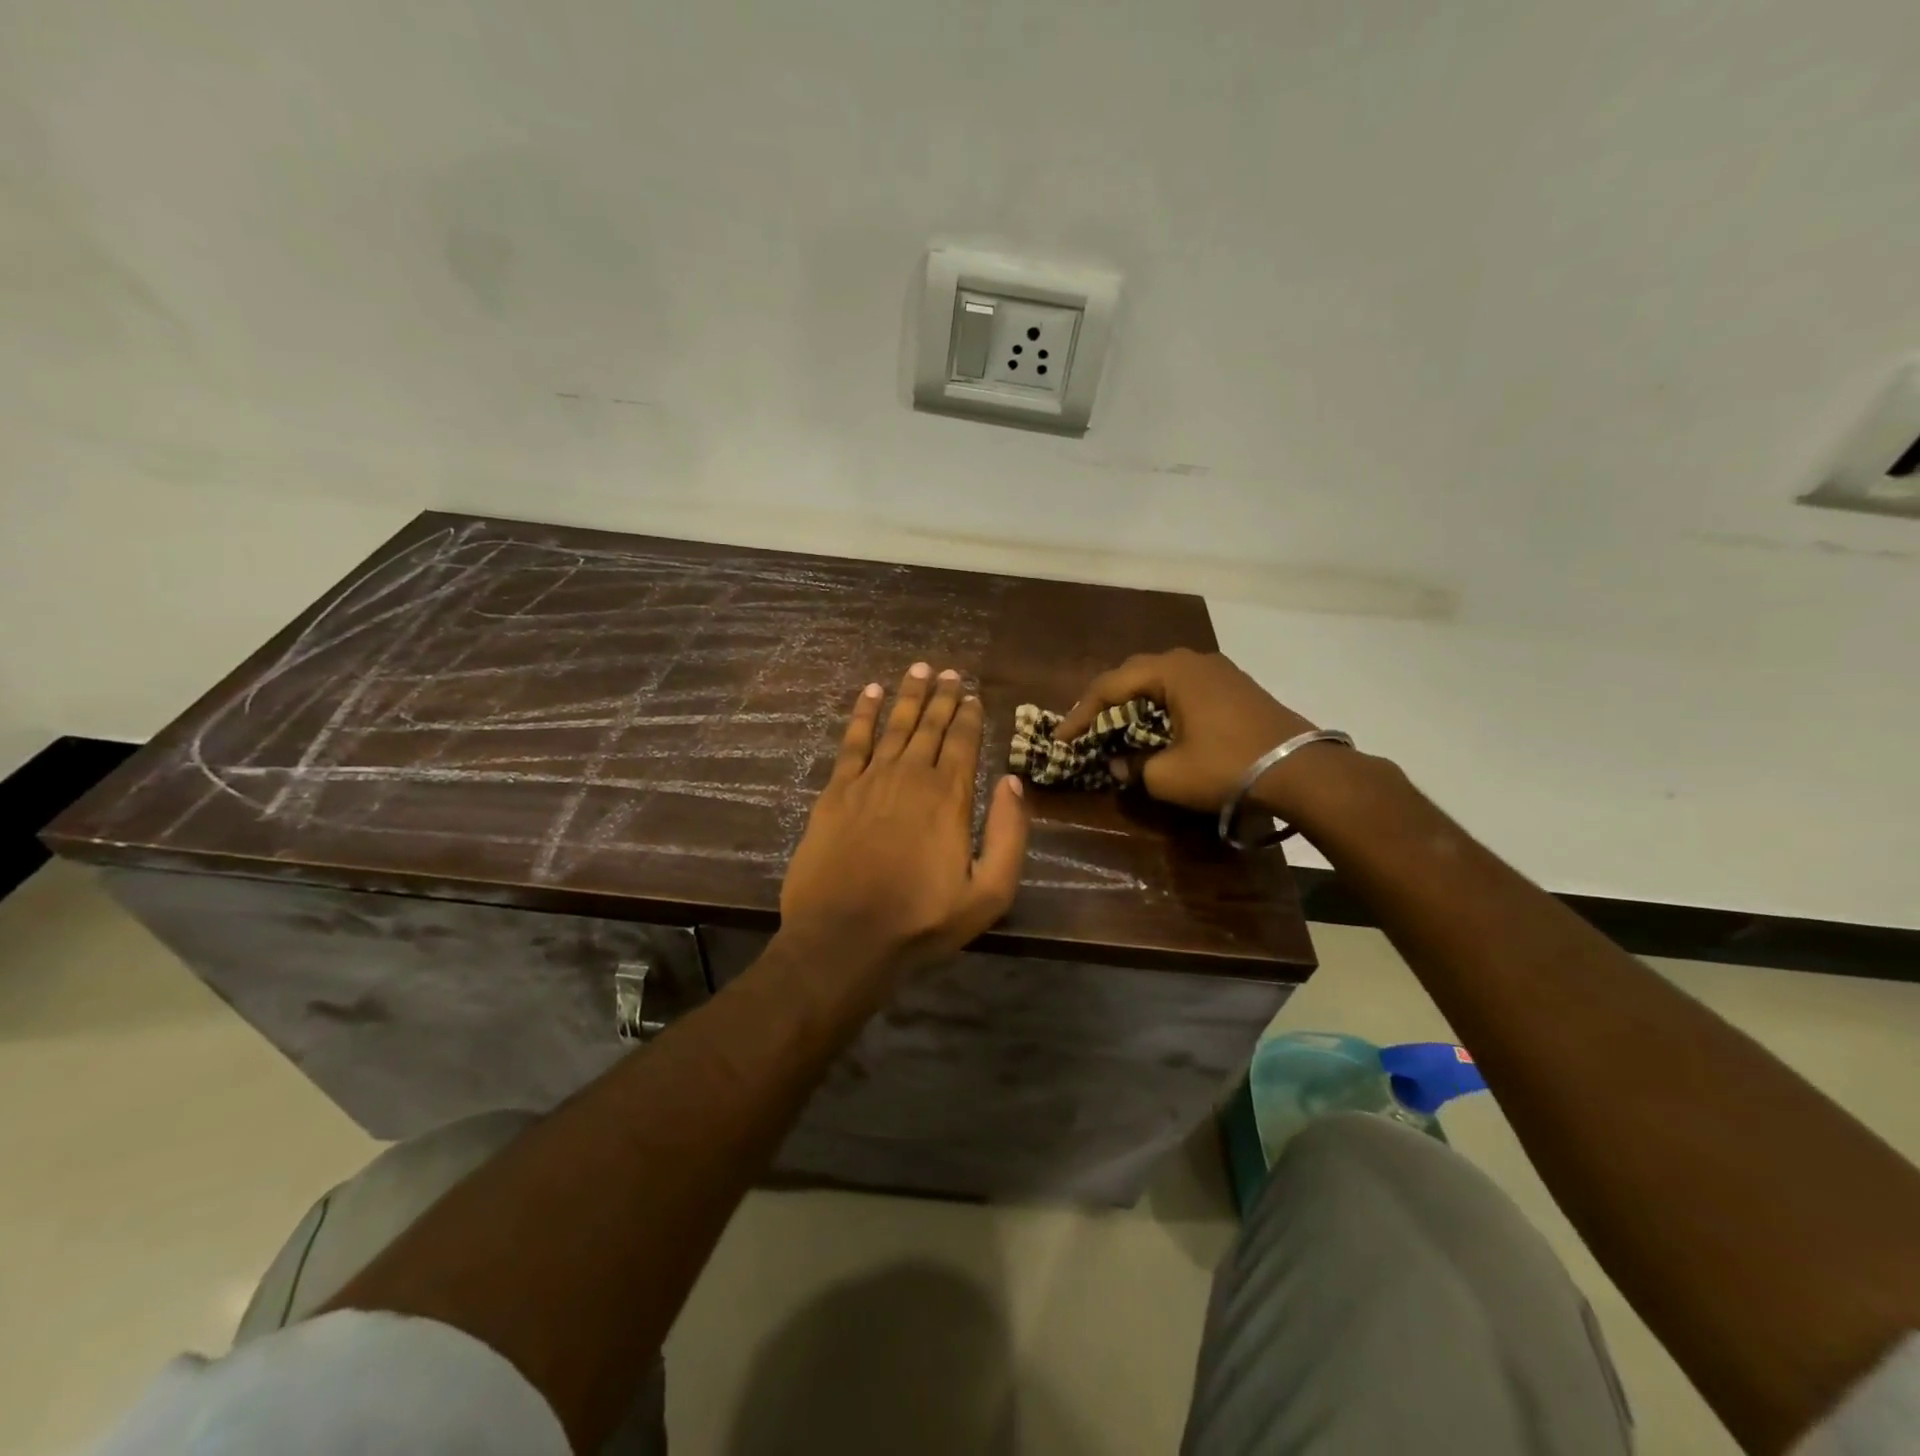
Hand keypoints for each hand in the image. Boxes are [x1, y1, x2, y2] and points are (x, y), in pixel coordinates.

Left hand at [780, 663, 1029, 985]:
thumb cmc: (921, 921)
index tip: (973, 695)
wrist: (844, 937)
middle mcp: (912, 776)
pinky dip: (863, 713)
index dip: (970, 715)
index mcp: (950, 796)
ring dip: (909, 695)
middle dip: (943, 696)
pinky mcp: (836, 791)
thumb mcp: (988, 893)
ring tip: (919, 669)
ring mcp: (870, 780)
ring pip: (895, 724)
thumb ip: (1010, 835)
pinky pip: (853, 740)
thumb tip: (1013, 782)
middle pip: (931, 725)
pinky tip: (871, 693)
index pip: (964, 742)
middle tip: (949, 672)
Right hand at [1053, 648, 1320, 812]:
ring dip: (1135, 702)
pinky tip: (1158, 727)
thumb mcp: (1168, 775)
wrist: (1303, 771)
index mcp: (1171, 671)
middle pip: (1134, 674)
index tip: (1061, 738)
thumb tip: (1118, 766)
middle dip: (1106, 701)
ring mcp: (1218, 671)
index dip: (1081, 714)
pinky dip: (1161, 705)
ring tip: (1116, 726)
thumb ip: (1134, 767)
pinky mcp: (1235, 687)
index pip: (1110, 686)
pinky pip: (1184, 688)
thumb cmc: (1227, 766)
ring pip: (1161, 680)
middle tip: (1085, 728)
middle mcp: (1192, 660)